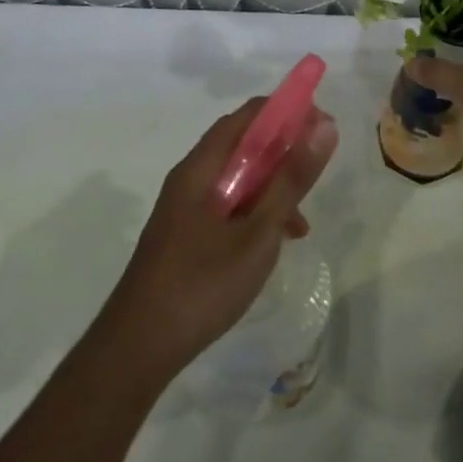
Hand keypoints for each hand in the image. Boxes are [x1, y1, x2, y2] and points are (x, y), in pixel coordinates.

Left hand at [100, 98, 337, 379]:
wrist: (137, 349)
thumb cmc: (201, 284)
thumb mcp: (257, 232)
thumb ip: (291, 179)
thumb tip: (325, 126)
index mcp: (201, 166)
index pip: (248, 115)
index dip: (286, 112)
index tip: (321, 125)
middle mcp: (190, 177)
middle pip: (242, 145)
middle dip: (283, 150)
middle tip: (316, 169)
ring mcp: (185, 208)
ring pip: (237, 179)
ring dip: (272, 187)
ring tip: (301, 220)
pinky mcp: (185, 235)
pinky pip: (227, 206)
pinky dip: (255, 212)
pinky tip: (274, 244)